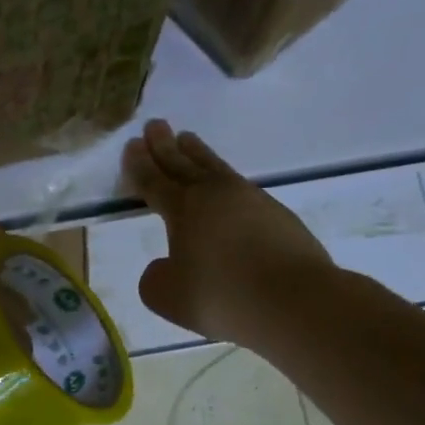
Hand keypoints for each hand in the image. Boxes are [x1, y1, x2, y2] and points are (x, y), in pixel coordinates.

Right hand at [122, 119, 334, 344]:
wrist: (293, 299)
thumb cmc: (221, 296)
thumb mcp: (168, 297)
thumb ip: (155, 278)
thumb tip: (164, 265)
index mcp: (183, 210)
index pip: (154, 182)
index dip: (139, 166)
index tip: (131, 146)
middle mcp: (215, 196)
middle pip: (184, 164)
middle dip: (165, 146)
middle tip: (155, 125)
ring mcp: (250, 200)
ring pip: (215, 168)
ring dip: (197, 153)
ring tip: (187, 138)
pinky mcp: (276, 214)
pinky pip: (240, 187)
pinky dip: (224, 179)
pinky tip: (225, 185)